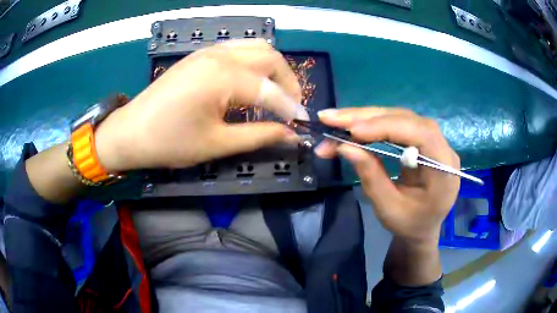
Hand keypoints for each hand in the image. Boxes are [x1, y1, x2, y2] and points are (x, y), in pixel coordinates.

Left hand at [94, 39, 307, 171]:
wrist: (131, 132)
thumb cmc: (169, 142)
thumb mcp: (217, 144)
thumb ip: (259, 136)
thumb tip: (291, 135)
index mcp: (223, 76)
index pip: (270, 89)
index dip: (290, 108)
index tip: (302, 125)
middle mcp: (220, 55)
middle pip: (270, 57)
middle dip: (288, 81)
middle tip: (290, 107)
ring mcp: (209, 51)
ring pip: (255, 48)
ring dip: (272, 68)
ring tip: (275, 93)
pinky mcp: (201, 55)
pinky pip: (238, 50)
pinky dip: (254, 63)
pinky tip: (252, 82)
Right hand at [315, 108, 459, 243]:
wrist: (423, 228)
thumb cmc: (409, 225)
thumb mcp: (388, 209)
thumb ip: (371, 176)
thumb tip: (344, 146)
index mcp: (445, 171)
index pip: (421, 134)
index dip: (388, 127)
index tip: (353, 131)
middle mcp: (444, 149)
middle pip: (407, 120)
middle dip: (367, 117)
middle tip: (331, 118)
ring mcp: (435, 142)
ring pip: (400, 117)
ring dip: (366, 117)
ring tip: (336, 121)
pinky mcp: (423, 140)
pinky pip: (398, 124)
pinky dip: (373, 123)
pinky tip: (354, 126)